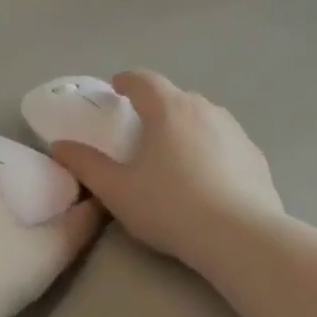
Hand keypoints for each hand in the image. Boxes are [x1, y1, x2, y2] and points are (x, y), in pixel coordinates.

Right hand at [47, 71, 282, 268]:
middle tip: (143, 130)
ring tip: (176, 155)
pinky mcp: (256, 156)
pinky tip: (209, 179)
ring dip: (187, 128)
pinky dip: (213, 151)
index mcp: (169, 110)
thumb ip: (87, 165)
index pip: (144, 80)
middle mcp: (206, 110)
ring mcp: (236, 131)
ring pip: (205, 119)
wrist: (238, 235)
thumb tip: (60, 146)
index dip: (127, 81)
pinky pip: (227, 144)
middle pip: (176, 98)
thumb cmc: (170, 208)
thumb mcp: (118, 191)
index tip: (117, 87)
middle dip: (158, 108)